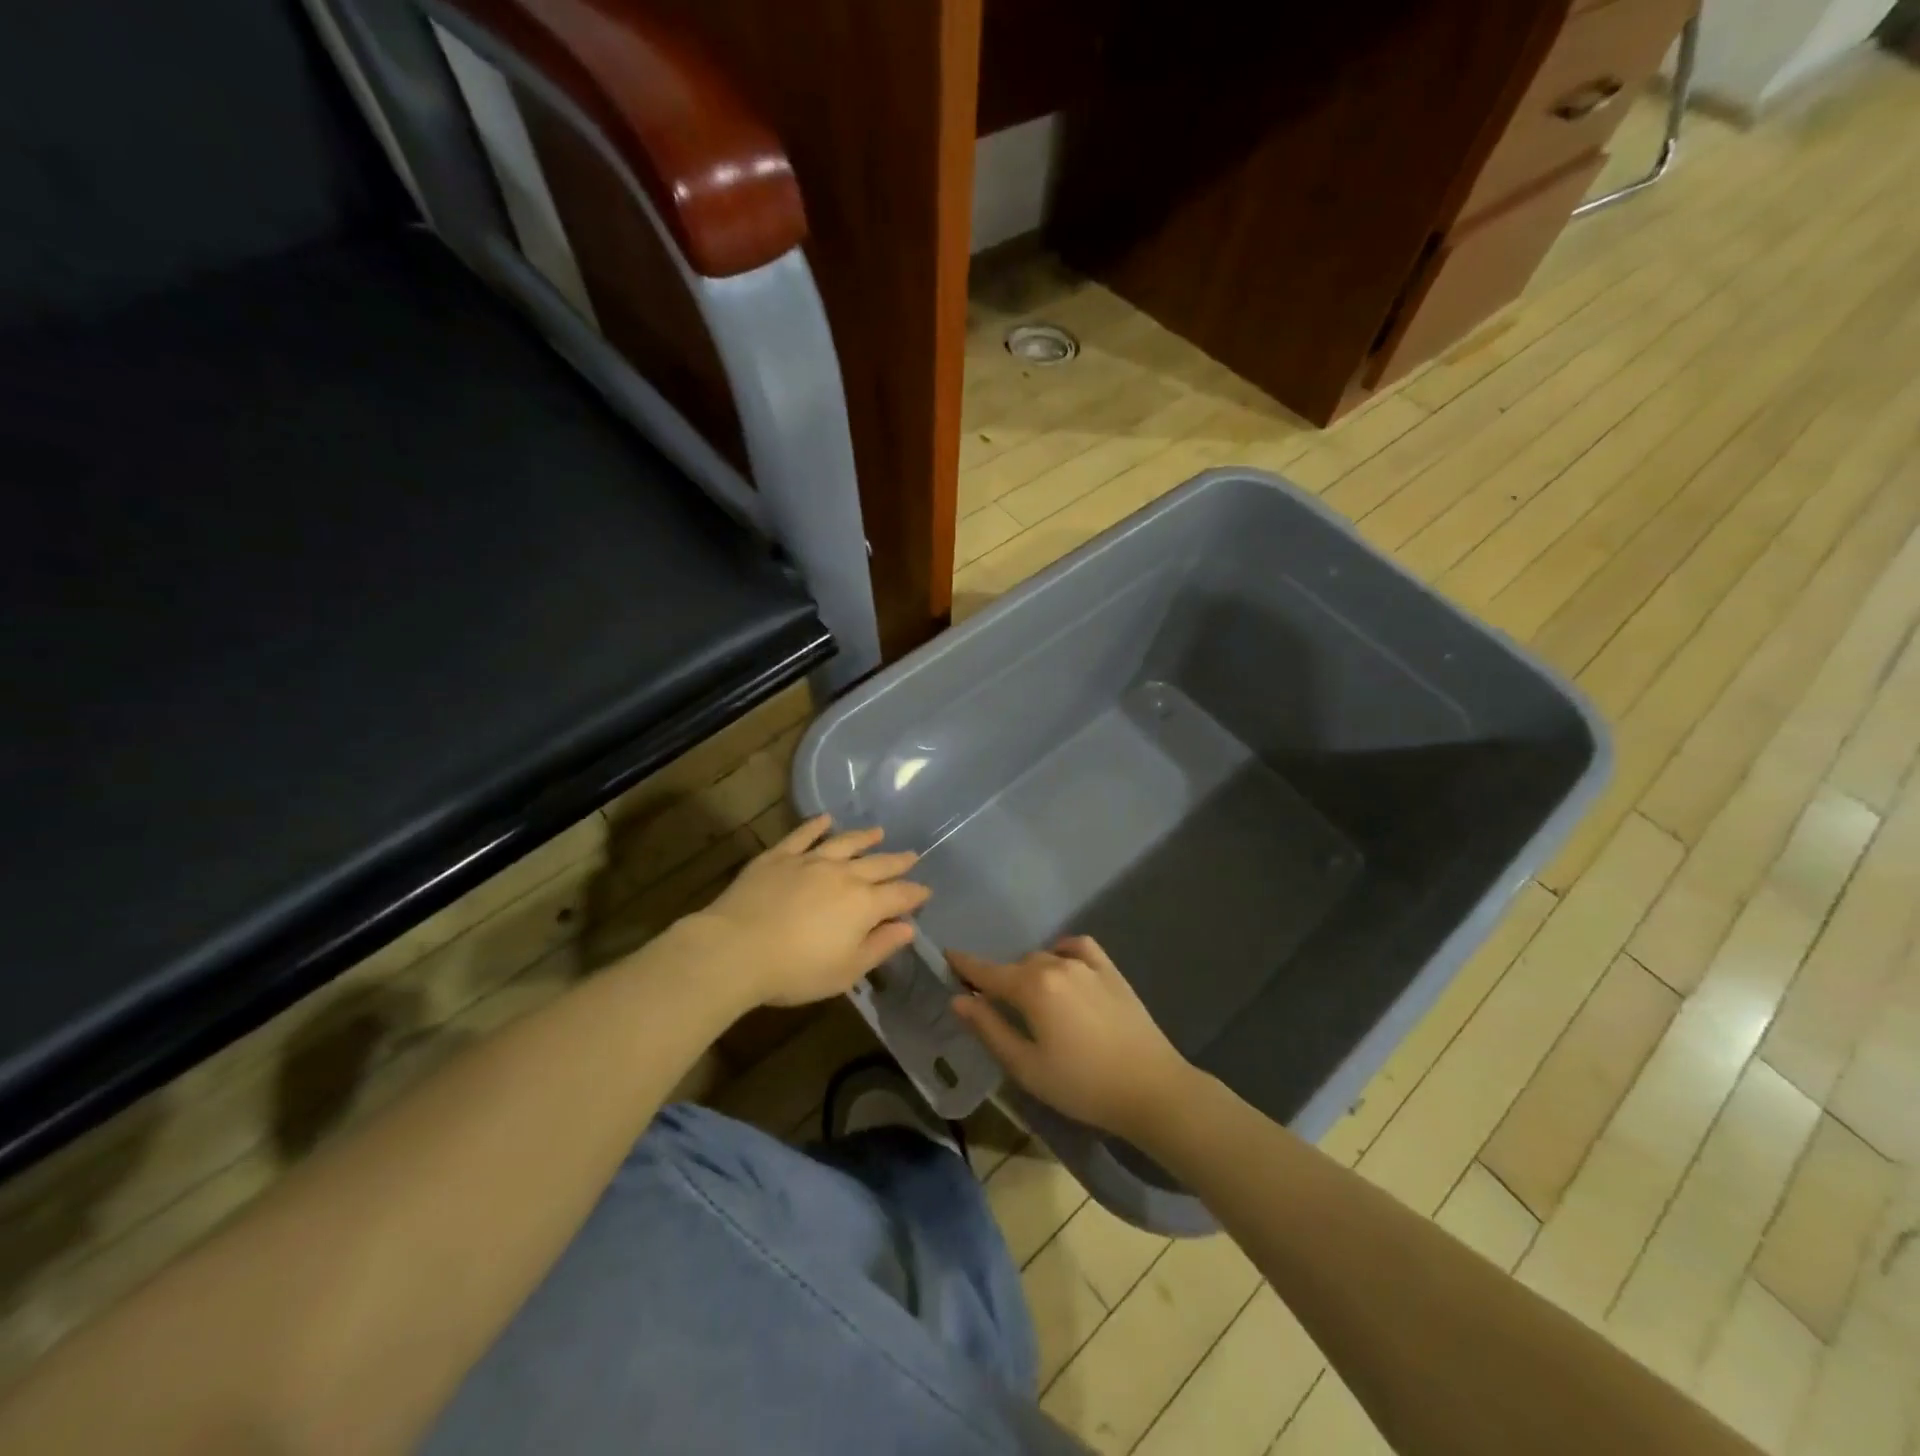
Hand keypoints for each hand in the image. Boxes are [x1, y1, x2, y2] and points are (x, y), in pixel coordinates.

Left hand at [694, 815, 929, 1007]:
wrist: (736, 949)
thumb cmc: (796, 970)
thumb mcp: (846, 971)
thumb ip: (880, 947)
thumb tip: (908, 928)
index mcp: (864, 904)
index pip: (899, 895)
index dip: (915, 894)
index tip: (926, 892)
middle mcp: (843, 875)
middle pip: (878, 864)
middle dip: (897, 861)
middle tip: (912, 855)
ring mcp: (810, 861)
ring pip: (845, 843)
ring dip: (864, 837)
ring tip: (878, 831)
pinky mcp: (779, 856)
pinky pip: (803, 835)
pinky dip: (816, 825)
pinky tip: (825, 819)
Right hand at [947, 936, 1194, 1140]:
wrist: (1151, 1089)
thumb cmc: (1082, 1085)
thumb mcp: (1026, 1066)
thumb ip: (989, 1029)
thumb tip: (958, 1000)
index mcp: (1032, 987)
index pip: (987, 972)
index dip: (965, 966)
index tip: (947, 956)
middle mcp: (1056, 965)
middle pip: (1016, 967)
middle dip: (999, 979)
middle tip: (991, 1003)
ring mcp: (1087, 965)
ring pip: (1045, 958)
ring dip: (1030, 972)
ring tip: (1029, 999)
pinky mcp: (1111, 971)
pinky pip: (1078, 947)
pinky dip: (1063, 952)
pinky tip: (1061, 966)